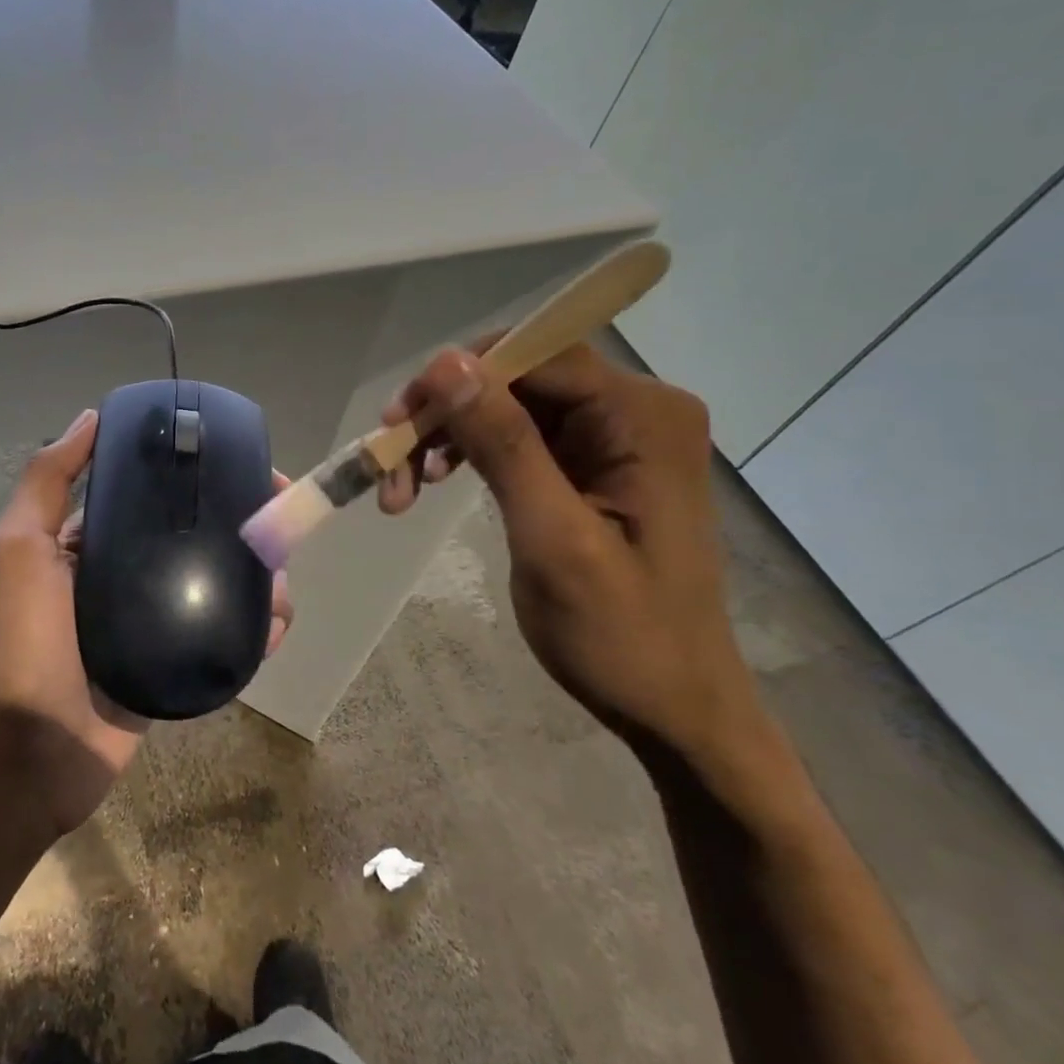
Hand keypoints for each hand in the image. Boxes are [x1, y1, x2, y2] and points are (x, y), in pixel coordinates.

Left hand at [0, 410, 293, 840]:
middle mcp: (127, 575)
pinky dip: (256, 628)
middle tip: (280, 525)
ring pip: (220, 585)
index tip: (243, 465)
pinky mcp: (179, 665)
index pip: (153, 495)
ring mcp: (157, 622)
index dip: (197, 475)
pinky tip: (275, 627)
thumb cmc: (22, 642)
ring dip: (259, 578)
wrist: (31, 755)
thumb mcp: (18, 548)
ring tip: (280, 584)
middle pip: (197, 536)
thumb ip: (48, 482)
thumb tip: (92, 417)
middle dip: (243, 525)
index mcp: (92, 543)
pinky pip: (225, 636)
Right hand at [378, 341, 760, 760]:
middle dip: (447, 414)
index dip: (459, 377)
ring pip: (509, 406)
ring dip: (450, 437)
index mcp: (644, 417)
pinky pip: (519, 437)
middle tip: (390, 460)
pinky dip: (471, 455)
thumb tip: (446, 363)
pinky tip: (434, 482)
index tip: (397, 422)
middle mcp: (636, 412)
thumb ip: (503, 444)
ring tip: (403, 488)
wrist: (672, 707)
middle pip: (519, 378)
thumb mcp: (552, 538)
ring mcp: (616, 439)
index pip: (538, 355)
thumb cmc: (621, 634)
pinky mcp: (594, 466)